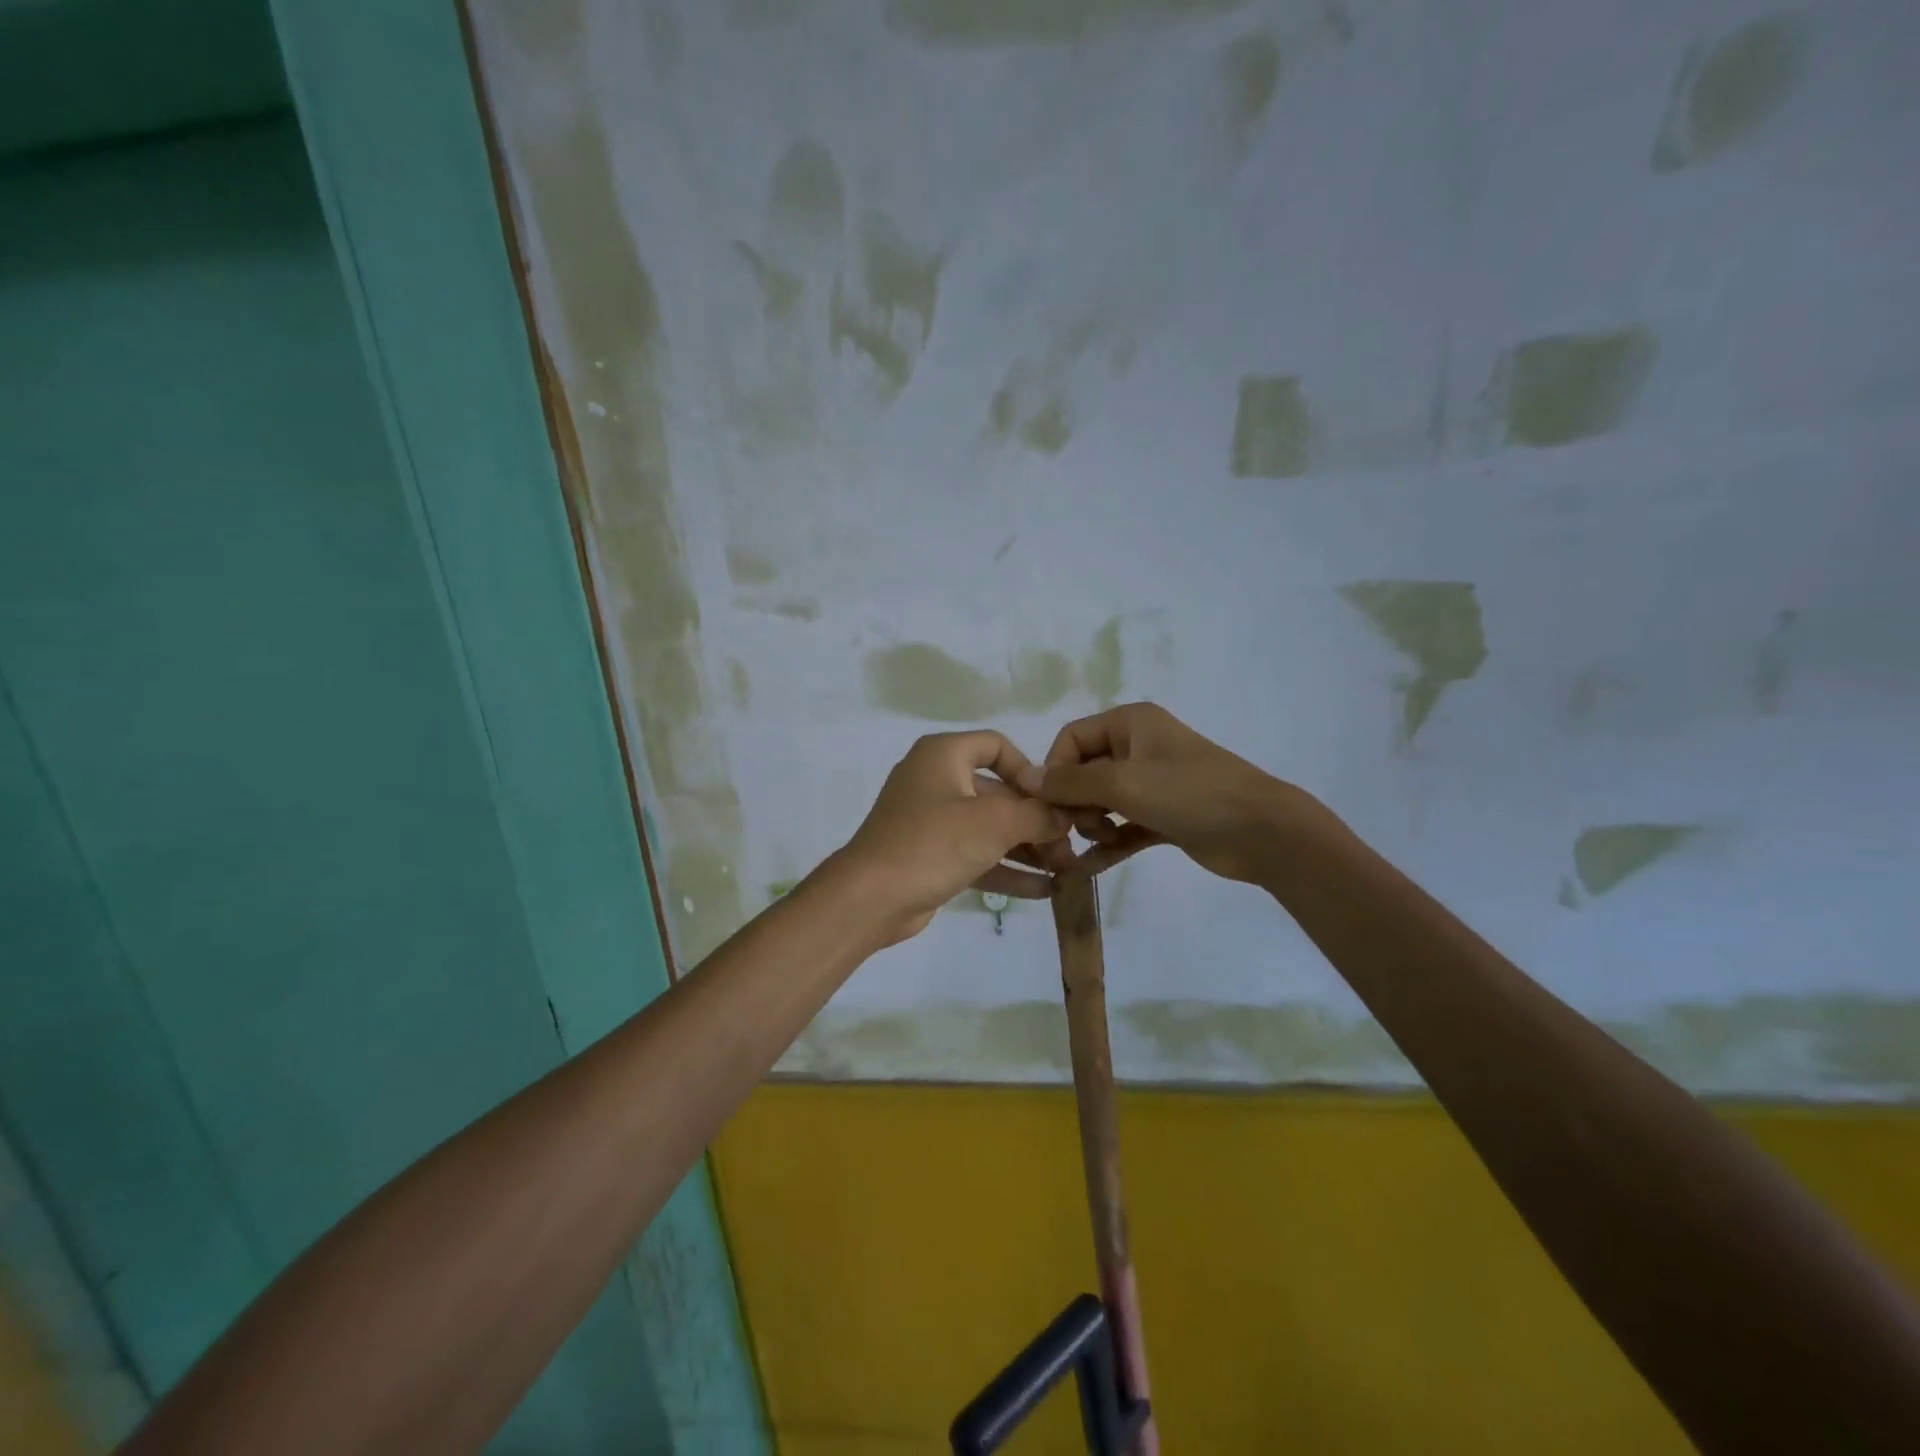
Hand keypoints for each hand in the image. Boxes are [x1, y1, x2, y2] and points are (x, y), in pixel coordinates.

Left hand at [834, 731, 1070, 944]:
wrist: (870, 898)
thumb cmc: (933, 843)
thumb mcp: (994, 822)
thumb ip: (1037, 814)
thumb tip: (1064, 816)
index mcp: (943, 754)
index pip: (996, 745)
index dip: (1029, 770)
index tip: (1052, 801)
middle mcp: (935, 780)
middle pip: (997, 791)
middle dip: (1036, 819)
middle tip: (1069, 845)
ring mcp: (931, 820)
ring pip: (988, 827)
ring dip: (1026, 847)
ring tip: (1065, 870)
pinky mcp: (930, 856)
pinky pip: (975, 854)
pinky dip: (1005, 868)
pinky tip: (1043, 890)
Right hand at [1019, 702, 1317, 883]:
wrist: (1262, 832)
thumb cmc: (1190, 794)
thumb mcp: (1123, 782)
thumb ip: (1071, 782)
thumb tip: (1029, 780)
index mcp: (1130, 723)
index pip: (1072, 738)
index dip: (1055, 769)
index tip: (1052, 804)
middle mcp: (1138, 747)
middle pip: (1083, 771)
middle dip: (1072, 802)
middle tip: (1072, 831)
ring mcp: (1152, 783)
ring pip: (1101, 801)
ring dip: (1089, 824)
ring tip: (1095, 843)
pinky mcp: (1163, 816)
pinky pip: (1123, 826)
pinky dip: (1107, 843)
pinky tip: (1088, 868)